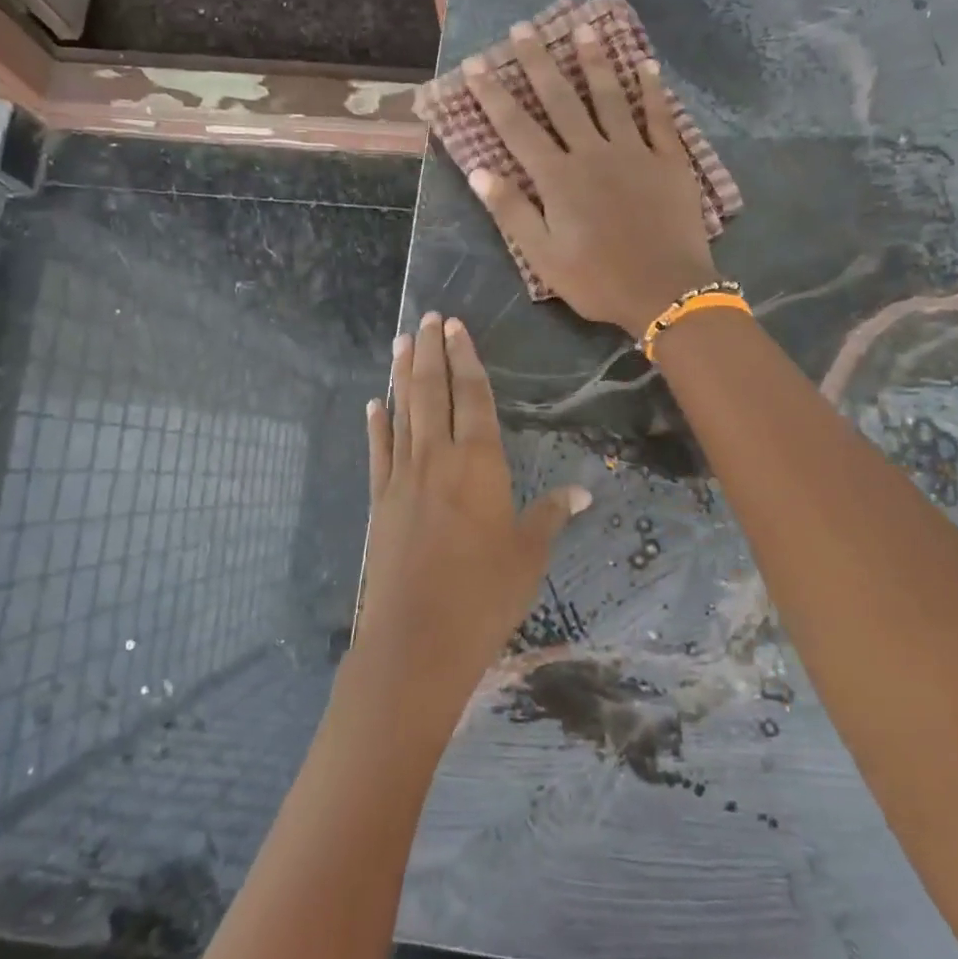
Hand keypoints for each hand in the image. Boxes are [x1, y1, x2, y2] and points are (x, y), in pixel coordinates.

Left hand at [350, 311, 590, 724]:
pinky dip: (377, 423)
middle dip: (431, 352)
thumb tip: (583, 490)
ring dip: (402, 374)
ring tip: (402, 341)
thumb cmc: (484, 595)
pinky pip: (379, 450)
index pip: (474, 397)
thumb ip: (551, 515)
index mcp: (479, 463)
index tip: (456, 327)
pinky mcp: (380, 500)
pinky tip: (374, 403)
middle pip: (433, 391)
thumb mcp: (529, 555)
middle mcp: (438, 457)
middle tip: (427, 318)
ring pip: (402, 411)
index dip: (466, 359)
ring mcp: (402, 477)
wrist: (417, 640)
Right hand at [463, 21, 719, 336]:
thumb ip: (512, 212)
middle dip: (538, 63)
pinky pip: (660, 117)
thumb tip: (478, 170)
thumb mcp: (544, 257)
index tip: (476, 65)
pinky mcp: (669, 160)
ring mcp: (635, 152)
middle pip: (561, 100)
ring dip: (595, 61)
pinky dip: (653, 90)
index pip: (517, 128)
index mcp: (558, 179)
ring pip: (610, 97)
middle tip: (523, 28)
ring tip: (583, 28)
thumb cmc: (598, 280)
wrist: (667, 291)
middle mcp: (593, 153)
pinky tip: (647, 64)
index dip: (494, 95)